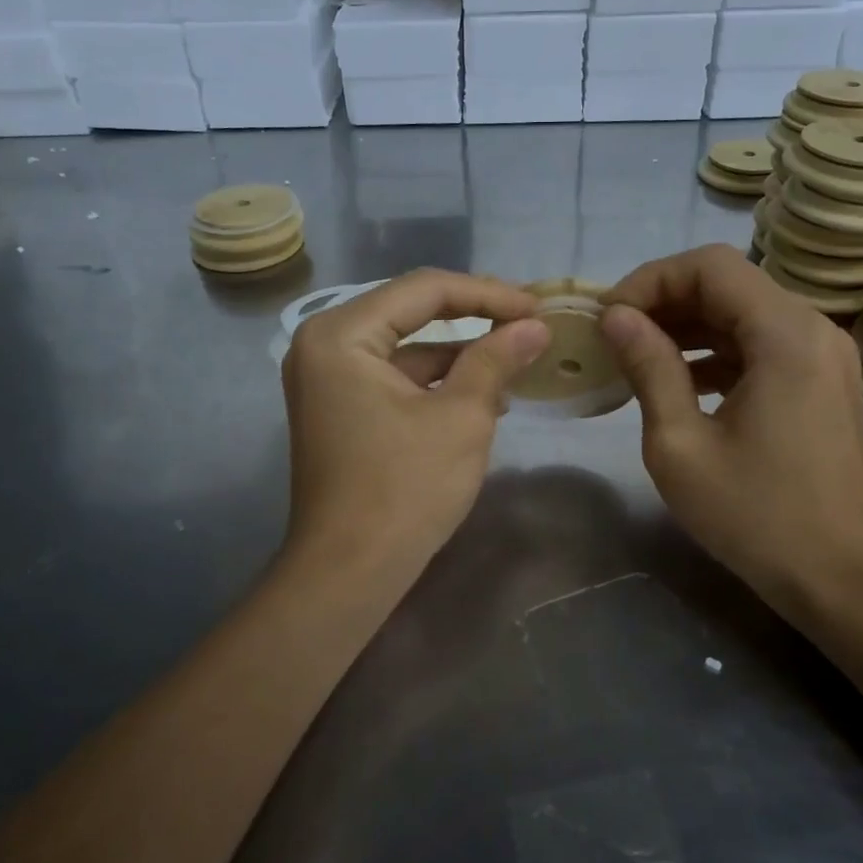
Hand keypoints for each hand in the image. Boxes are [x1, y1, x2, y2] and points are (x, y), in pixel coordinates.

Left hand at [281, 269, 550, 593]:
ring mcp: (328, 379)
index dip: (488, 293)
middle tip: (529, 322)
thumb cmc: (405, 488)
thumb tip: (536, 327)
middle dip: (475, 317)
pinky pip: (395, 378)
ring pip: (407, 347)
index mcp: (341, 334)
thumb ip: (496, 359)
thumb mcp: (462, 416)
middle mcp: (324, 345)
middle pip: (411, 311)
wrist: (350, 572)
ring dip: (461, 352)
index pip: (424, 289)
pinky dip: (438, 381)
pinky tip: (485, 394)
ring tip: (518, 358)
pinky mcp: (340, 409)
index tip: (537, 307)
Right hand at [600, 245, 862, 608]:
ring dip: (688, 324)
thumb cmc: (755, 515)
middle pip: (729, 283)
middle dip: (665, 300)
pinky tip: (679, 379)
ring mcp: (824, 355)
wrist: (839, 577)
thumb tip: (616, 317)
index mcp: (786, 336)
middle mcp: (814, 329)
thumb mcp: (680, 444)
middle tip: (615, 335)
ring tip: (636, 355)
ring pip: (744, 311)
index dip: (650, 280)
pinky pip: (762, 343)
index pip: (710, 266)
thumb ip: (649, 368)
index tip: (610, 318)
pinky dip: (716, 349)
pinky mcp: (822, 380)